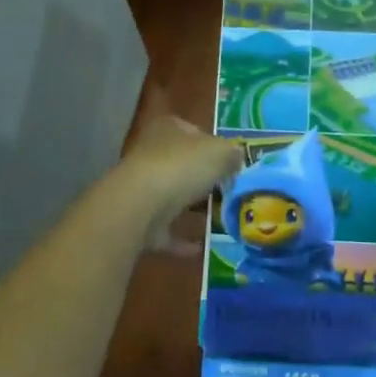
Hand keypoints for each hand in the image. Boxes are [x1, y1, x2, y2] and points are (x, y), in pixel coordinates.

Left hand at [117, 115, 243, 244]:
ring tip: (221, 218)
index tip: (231, 163)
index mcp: (167, 129)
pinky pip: (165, 230)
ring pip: (172, 196)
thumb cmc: (181, 168)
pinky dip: (181, 240)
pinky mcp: (138, 221)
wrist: (138, 207)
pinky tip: (201, 247)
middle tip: (230, 191)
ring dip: (192, 208)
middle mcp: (150, 154)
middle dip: (204, 178)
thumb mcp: (220, 152)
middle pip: (182, 164)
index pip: (192, 131)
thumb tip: (238, 157)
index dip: (213, 144)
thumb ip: (232, 153)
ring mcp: (141, 189)